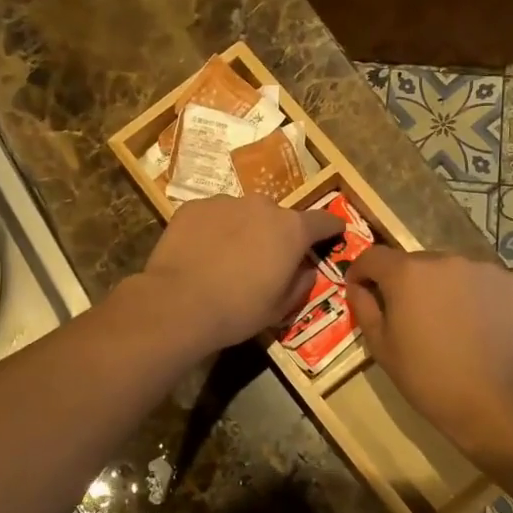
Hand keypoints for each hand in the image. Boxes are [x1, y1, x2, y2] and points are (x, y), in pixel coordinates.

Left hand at [138, 195, 344, 353]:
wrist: (178, 303)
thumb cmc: (238, 310)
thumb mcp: (280, 308)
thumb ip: (301, 283)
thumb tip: (306, 269)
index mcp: (291, 230)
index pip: (322, 220)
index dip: (331, 227)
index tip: (335, 231)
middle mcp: (262, 206)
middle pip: (278, 217)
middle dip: (276, 233)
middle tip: (264, 259)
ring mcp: (225, 202)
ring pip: (243, 213)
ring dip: (243, 229)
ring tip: (227, 257)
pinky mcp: (194, 207)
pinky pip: (212, 215)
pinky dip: (213, 229)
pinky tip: (201, 252)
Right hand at [345, 247, 512, 465]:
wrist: (491, 399)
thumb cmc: (426, 376)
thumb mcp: (381, 347)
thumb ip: (364, 308)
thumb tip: (357, 287)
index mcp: (406, 273)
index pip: (373, 256)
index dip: (361, 271)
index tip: (360, 289)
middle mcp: (442, 258)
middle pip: (413, 262)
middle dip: (404, 281)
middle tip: (407, 313)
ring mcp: (480, 267)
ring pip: (447, 269)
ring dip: (439, 285)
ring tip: (445, 318)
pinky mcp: (508, 280)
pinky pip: (478, 278)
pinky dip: (471, 292)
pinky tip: (474, 320)